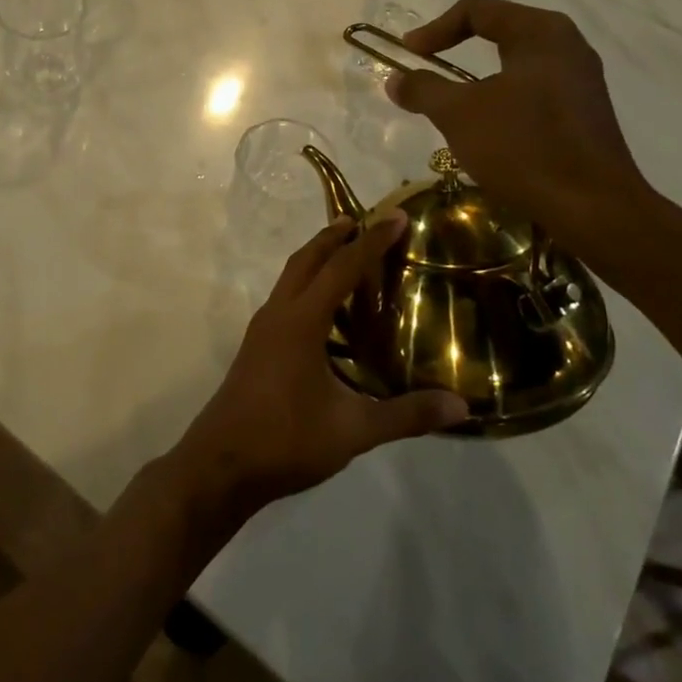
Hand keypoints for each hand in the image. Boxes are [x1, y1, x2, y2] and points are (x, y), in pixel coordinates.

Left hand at [165, 217, 468, 530]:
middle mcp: (278, 314)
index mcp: (300, 321)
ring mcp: (262, 330)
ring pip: (291, 278)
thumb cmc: (286, 440)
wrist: (221, 465)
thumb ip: (406, 415)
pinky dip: (308, 288)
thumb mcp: (353, 430)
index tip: (397, 217)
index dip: (371, 241)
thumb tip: (461, 406)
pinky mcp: (256, 347)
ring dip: (318, 260)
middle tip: (364, 222)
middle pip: (306, 260)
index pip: (341, 268)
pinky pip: (285, 300)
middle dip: (334, 237)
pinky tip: (328, 316)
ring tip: (348, 257)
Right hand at [385, 0, 653, 247]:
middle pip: (499, 30)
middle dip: (456, 48)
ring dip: (477, 77)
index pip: (477, 10)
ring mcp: (581, 79)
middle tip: (426, 68)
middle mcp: (566, 45)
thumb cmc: (523, 147)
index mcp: (540, 32)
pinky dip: (502, 97)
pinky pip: (533, 89)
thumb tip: (396, 79)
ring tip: (451, 102)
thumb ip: (423, 89)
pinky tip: (488, 127)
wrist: (594, 208)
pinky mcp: (584, 111)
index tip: (408, 55)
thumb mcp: (459, 114)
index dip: (434, 29)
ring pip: (516, 62)